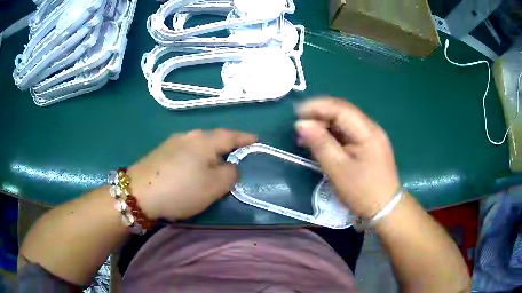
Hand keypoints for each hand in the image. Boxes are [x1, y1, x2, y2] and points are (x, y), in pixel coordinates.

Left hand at [128, 129, 257, 219]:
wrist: (138, 193)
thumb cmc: (181, 189)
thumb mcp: (214, 186)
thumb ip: (230, 173)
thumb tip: (230, 166)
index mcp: (205, 140)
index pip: (231, 135)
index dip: (245, 138)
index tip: (256, 139)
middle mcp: (189, 135)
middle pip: (213, 138)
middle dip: (226, 146)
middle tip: (235, 158)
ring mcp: (172, 142)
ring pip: (198, 145)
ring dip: (209, 154)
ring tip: (213, 166)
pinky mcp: (161, 152)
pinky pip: (185, 152)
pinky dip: (194, 159)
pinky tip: (191, 169)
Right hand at [295, 98, 399, 217]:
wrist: (386, 208)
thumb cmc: (362, 191)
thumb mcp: (337, 169)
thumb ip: (320, 144)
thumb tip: (301, 124)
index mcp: (367, 131)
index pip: (340, 109)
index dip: (317, 107)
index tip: (297, 113)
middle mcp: (371, 128)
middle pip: (343, 112)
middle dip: (320, 114)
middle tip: (300, 126)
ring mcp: (372, 137)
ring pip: (345, 122)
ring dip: (326, 124)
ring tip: (307, 135)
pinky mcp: (370, 146)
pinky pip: (349, 133)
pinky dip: (333, 134)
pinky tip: (322, 142)